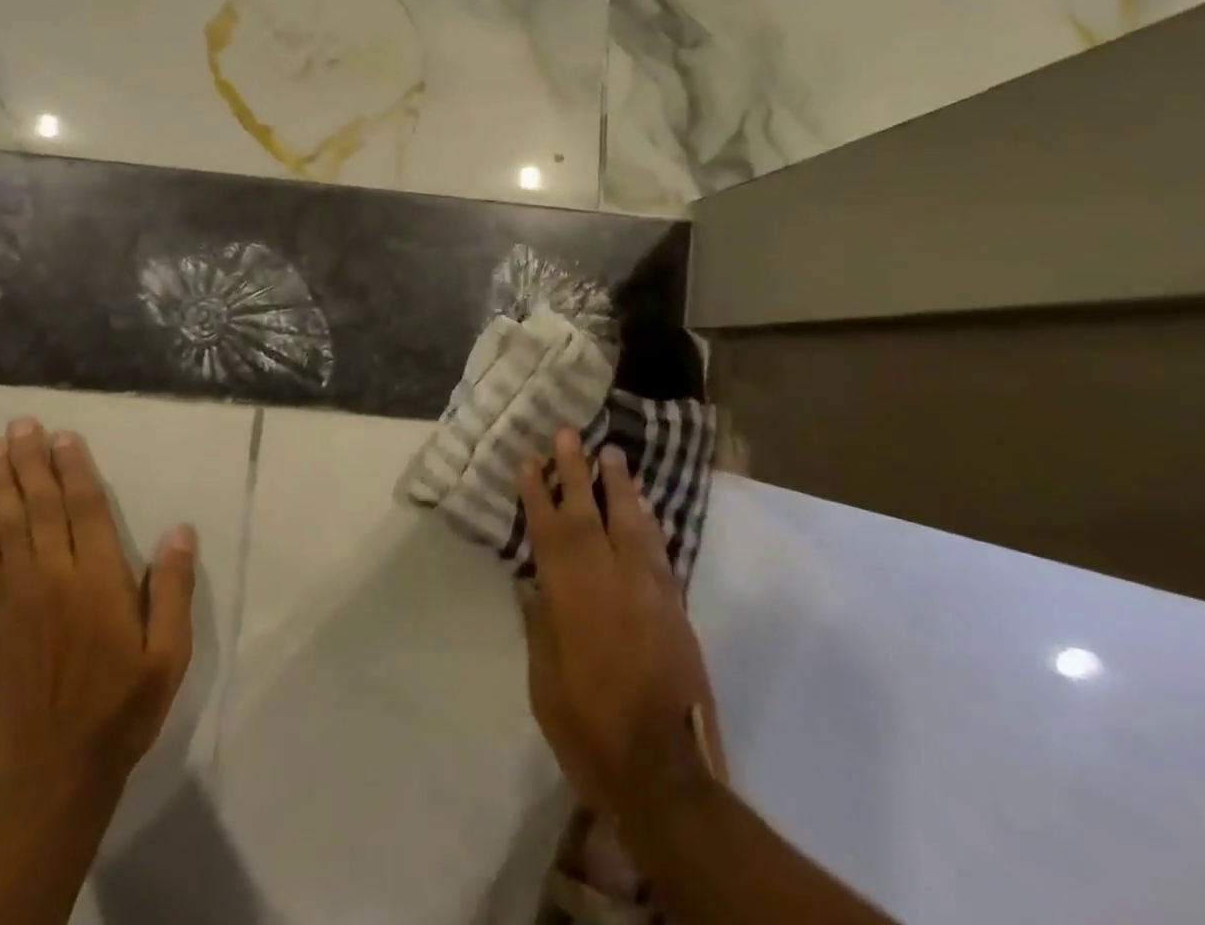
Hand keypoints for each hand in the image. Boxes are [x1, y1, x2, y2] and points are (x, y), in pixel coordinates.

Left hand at [0, 418, 197, 803]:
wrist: (54, 774)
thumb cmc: (122, 707)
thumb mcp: (168, 654)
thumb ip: (174, 589)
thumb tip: (180, 530)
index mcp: (98, 580)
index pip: (85, 509)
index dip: (75, 469)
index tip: (64, 436)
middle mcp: (54, 578)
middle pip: (40, 507)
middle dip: (30, 462)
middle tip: (20, 424)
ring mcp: (16, 600)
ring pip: (6, 528)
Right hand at [518, 427, 724, 825]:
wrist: (664, 771)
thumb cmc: (590, 728)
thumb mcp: (545, 683)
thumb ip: (540, 627)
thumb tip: (532, 584)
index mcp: (570, 595)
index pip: (549, 530)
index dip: (538, 492)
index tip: (530, 459)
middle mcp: (609, 579)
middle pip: (590, 512)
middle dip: (576, 469)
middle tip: (569, 432)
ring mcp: (647, 589)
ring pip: (631, 522)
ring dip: (619, 485)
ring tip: (612, 452)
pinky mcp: (674, 605)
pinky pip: (660, 549)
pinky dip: (650, 521)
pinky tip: (645, 505)